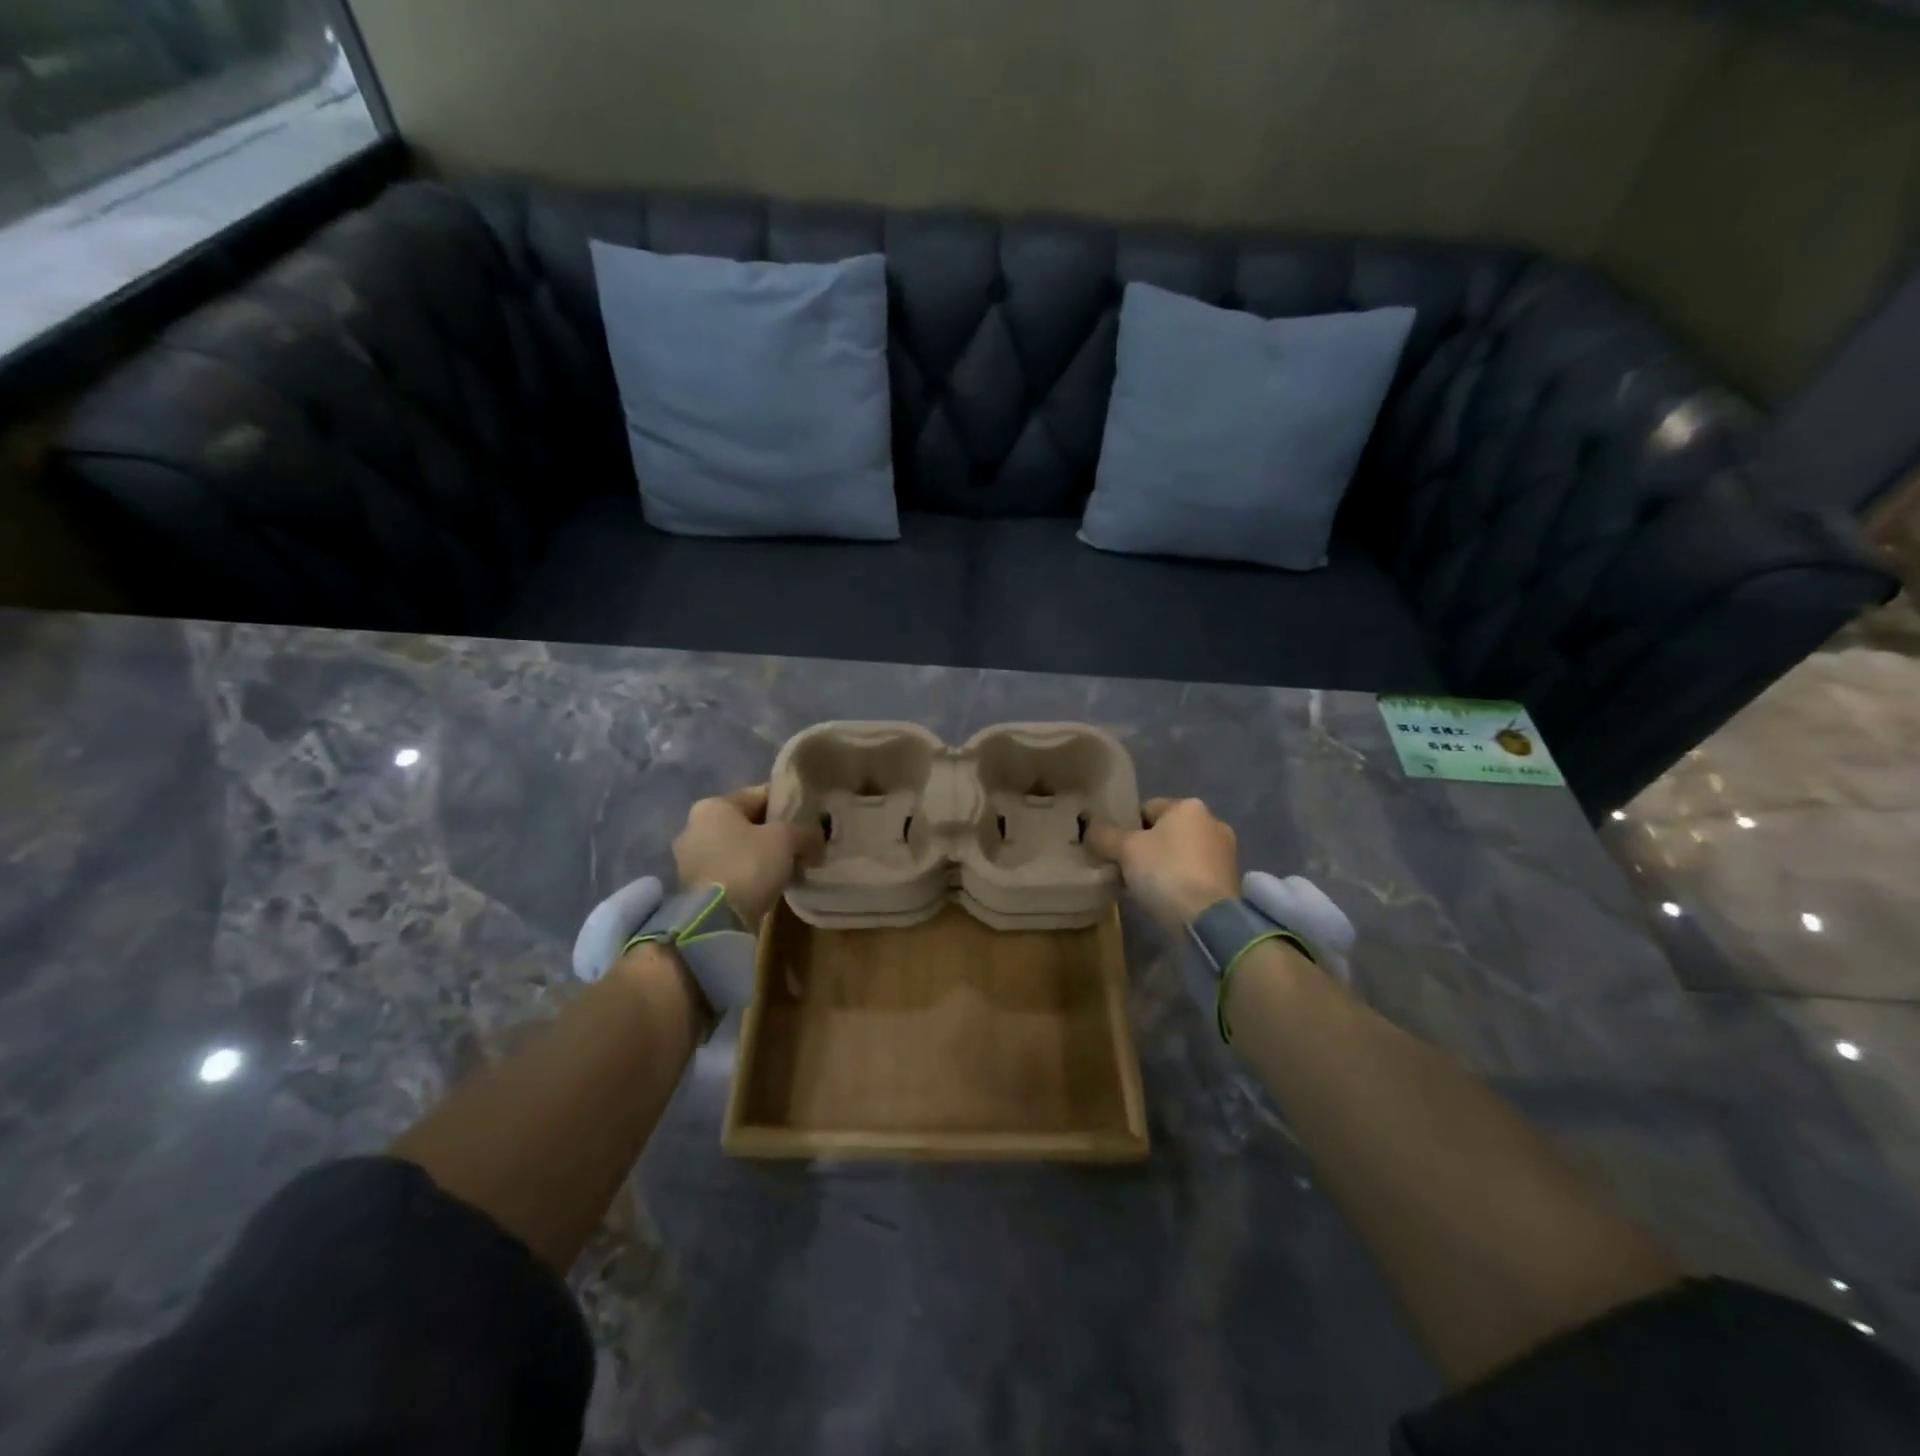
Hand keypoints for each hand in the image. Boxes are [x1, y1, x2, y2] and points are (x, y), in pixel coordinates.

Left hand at [674, 784, 824, 926]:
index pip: (759, 795)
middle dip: (774, 833)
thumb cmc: (748, 865)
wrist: (715, 921)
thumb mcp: (787, 839)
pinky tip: (770, 885)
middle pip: (747, 822)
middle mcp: (694, 826)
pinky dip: (749, 874)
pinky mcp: (694, 887)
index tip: (809, 818)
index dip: (788, 804)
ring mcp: (690, 859)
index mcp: (713, 805)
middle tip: (802, 846)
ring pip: (738, 849)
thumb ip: (806, 832)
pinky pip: (730, 871)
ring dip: (762, 856)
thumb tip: (817, 840)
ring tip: (789, 868)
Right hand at [1086, 797, 1240, 930]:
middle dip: (1145, 848)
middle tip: (1125, 870)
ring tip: (1143, 887)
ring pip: (1180, 853)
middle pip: (1165, 831)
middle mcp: (1212, 822)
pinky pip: (1194, 873)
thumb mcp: (1125, 850)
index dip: (1125, 827)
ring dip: (1162, 865)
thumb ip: (1105, 835)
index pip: (1146, 808)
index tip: (1114, 850)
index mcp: (1189, 806)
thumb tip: (1089, 826)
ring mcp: (1225, 852)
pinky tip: (1165, 898)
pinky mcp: (1229, 880)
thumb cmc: (1166, 872)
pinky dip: (1179, 881)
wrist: (1209, 920)